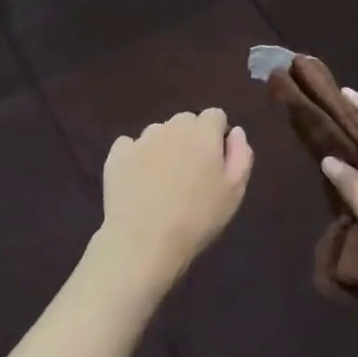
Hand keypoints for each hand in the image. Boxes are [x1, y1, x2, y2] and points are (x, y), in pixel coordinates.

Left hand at [100, 109, 253, 282]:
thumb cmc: (198, 218)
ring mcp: (141, 139)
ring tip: (162, 181)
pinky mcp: (117, 154)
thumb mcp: (234, 192)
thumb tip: (236, 132)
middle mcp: (172, 127)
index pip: (215, 116)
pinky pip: (130, 146)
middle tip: (191, 173)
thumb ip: (241, 155)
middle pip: (186, 121)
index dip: (217, 135)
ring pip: (158, 132)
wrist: (144, 240)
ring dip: (163, 147)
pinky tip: (137, 181)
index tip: (215, 161)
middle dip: (191, 138)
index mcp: (203, 133)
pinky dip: (135, 157)